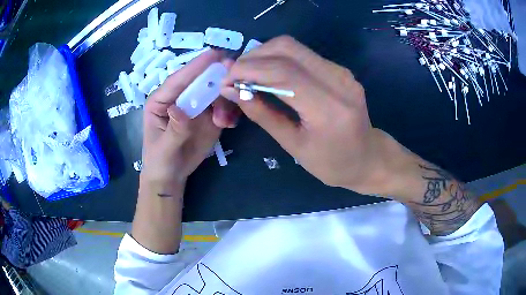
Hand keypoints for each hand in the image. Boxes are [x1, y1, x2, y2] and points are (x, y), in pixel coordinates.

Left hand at [141, 50, 237, 195]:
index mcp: (162, 100)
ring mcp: (197, 106)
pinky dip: (230, 112)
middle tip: (234, 77)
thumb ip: (174, 130)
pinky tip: (229, 124)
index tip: (215, 54)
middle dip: (217, 78)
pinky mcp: (209, 117)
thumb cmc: (160, 161)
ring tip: (225, 120)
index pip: (178, 80)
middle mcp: (181, 98)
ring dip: (225, 101)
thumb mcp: (164, 148)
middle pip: (200, 81)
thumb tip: (179, 108)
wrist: (171, 176)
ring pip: (215, 93)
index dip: (196, 66)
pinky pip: (224, 108)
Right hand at [221, 36, 390, 193]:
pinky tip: (267, 73)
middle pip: (286, 49)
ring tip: (246, 74)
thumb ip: (263, 115)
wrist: (369, 157)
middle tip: (234, 75)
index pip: (282, 73)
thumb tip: (233, 91)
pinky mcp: (339, 69)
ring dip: (263, 54)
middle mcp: (338, 81)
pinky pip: (302, 54)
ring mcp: (341, 71)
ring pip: (293, 46)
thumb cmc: (333, 163)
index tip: (226, 80)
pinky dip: (277, 58)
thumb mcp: (294, 146)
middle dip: (252, 57)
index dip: (248, 70)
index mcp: (329, 108)